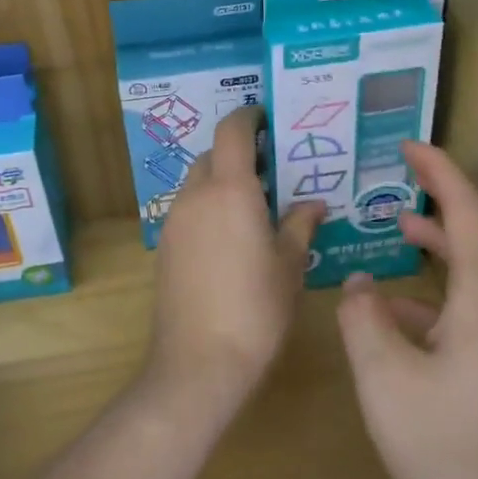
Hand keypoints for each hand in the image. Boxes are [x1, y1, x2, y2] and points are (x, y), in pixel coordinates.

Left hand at [148, 107, 322, 413]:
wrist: (198, 362)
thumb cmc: (256, 310)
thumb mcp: (289, 266)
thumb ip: (300, 226)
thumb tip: (313, 204)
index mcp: (230, 190)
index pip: (233, 131)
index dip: (249, 116)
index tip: (269, 119)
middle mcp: (196, 195)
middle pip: (213, 155)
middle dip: (239, 152)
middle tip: (272, 169)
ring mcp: (174, 220)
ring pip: (197, 182)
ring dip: (221, 180)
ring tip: (255, 203)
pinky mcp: (164, 246)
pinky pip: (188, 209)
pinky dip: (208, 206)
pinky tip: (231, 235)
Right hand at [337, 141, 477, 478]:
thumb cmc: (448, 450)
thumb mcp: (384, 378)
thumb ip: (364, 317)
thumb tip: (360, 283)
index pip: (468, 212)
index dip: (440, 172)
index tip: (408, 147)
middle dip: (448, 197)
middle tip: (405, 180)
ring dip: (448, 241)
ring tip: (401, 232)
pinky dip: (448, 287)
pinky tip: (405, 312)